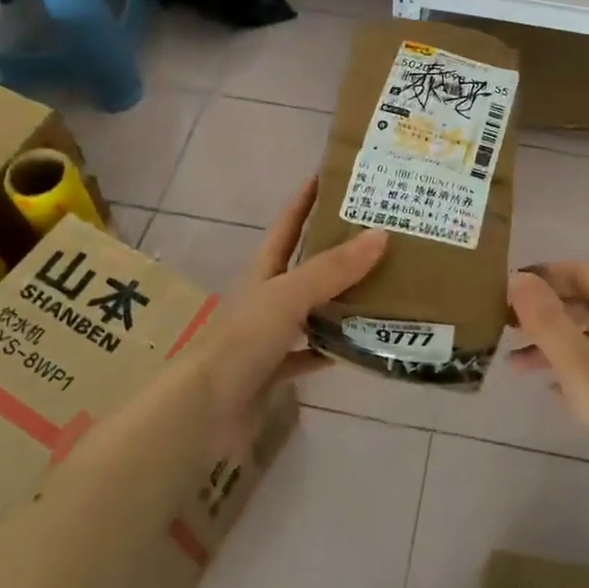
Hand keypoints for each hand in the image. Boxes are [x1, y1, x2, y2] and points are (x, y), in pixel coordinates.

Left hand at [181, 178, 385, 444]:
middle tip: (380, 234)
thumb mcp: (289, 295)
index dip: (306, 199)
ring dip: (341, 301)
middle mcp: (267, 298)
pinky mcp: (275, 371)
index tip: (332, 176)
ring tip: (384, 286)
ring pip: (313, 310)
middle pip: (305, 266)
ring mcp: (270, 336)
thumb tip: (381, 233)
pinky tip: (363, 345)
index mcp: (264, 271)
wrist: (204, 411)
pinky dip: (335, 349)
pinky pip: (312, 354)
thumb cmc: (242, 340)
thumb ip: (333, 268)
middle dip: (337, 250)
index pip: (288, 224)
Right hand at [508, 262, 588, 532]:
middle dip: (543, 310)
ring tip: (514, 366)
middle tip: (502, 328)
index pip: (581, 271)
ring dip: (552, 343)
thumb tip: (517, 277)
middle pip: (584, 302)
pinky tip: (550, 391)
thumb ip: (547, 320)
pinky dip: (571, 369)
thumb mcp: (582, 366)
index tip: (505, 292)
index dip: (543, 275)